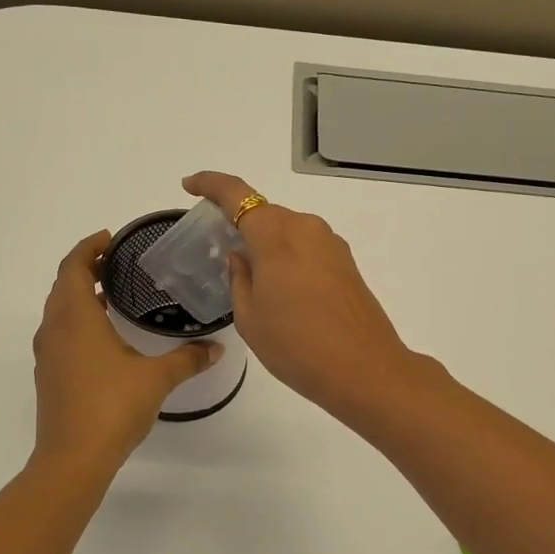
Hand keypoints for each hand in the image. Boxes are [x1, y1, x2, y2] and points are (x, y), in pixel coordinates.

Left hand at [32, 232, 219, 469]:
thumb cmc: (112, 407)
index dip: (88, 247)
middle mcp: (55, 329)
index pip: (73, 267)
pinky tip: (103, 334)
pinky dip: (77, 319)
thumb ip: (188, 359)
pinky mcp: (49, 375)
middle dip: (85, 267)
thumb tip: (217, 348)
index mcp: (76, 318)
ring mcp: (48, 354)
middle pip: (63, 284)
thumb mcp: (156, 378)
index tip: (110, 238)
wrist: (72, 459)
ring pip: (58, 309)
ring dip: (79, 294)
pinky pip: (59, 332)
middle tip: (116, 261)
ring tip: (112, 292)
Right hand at [181, 172, 422, 419]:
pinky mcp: (346, 262)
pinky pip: (307, 247)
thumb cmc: (296, 346)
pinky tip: (283, 290)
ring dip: (267, 244)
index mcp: (276, 235)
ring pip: (287, 231)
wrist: (365, 369)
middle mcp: (305, 228)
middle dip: (240, 224)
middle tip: (219, 250)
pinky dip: (288, 257)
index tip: (189, 185)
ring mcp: (331, 244)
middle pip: (264, 213)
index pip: (237, 194)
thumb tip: (242, 256)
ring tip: (252, 279)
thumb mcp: (250, 317)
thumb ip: (239, 278)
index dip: (210, 184)